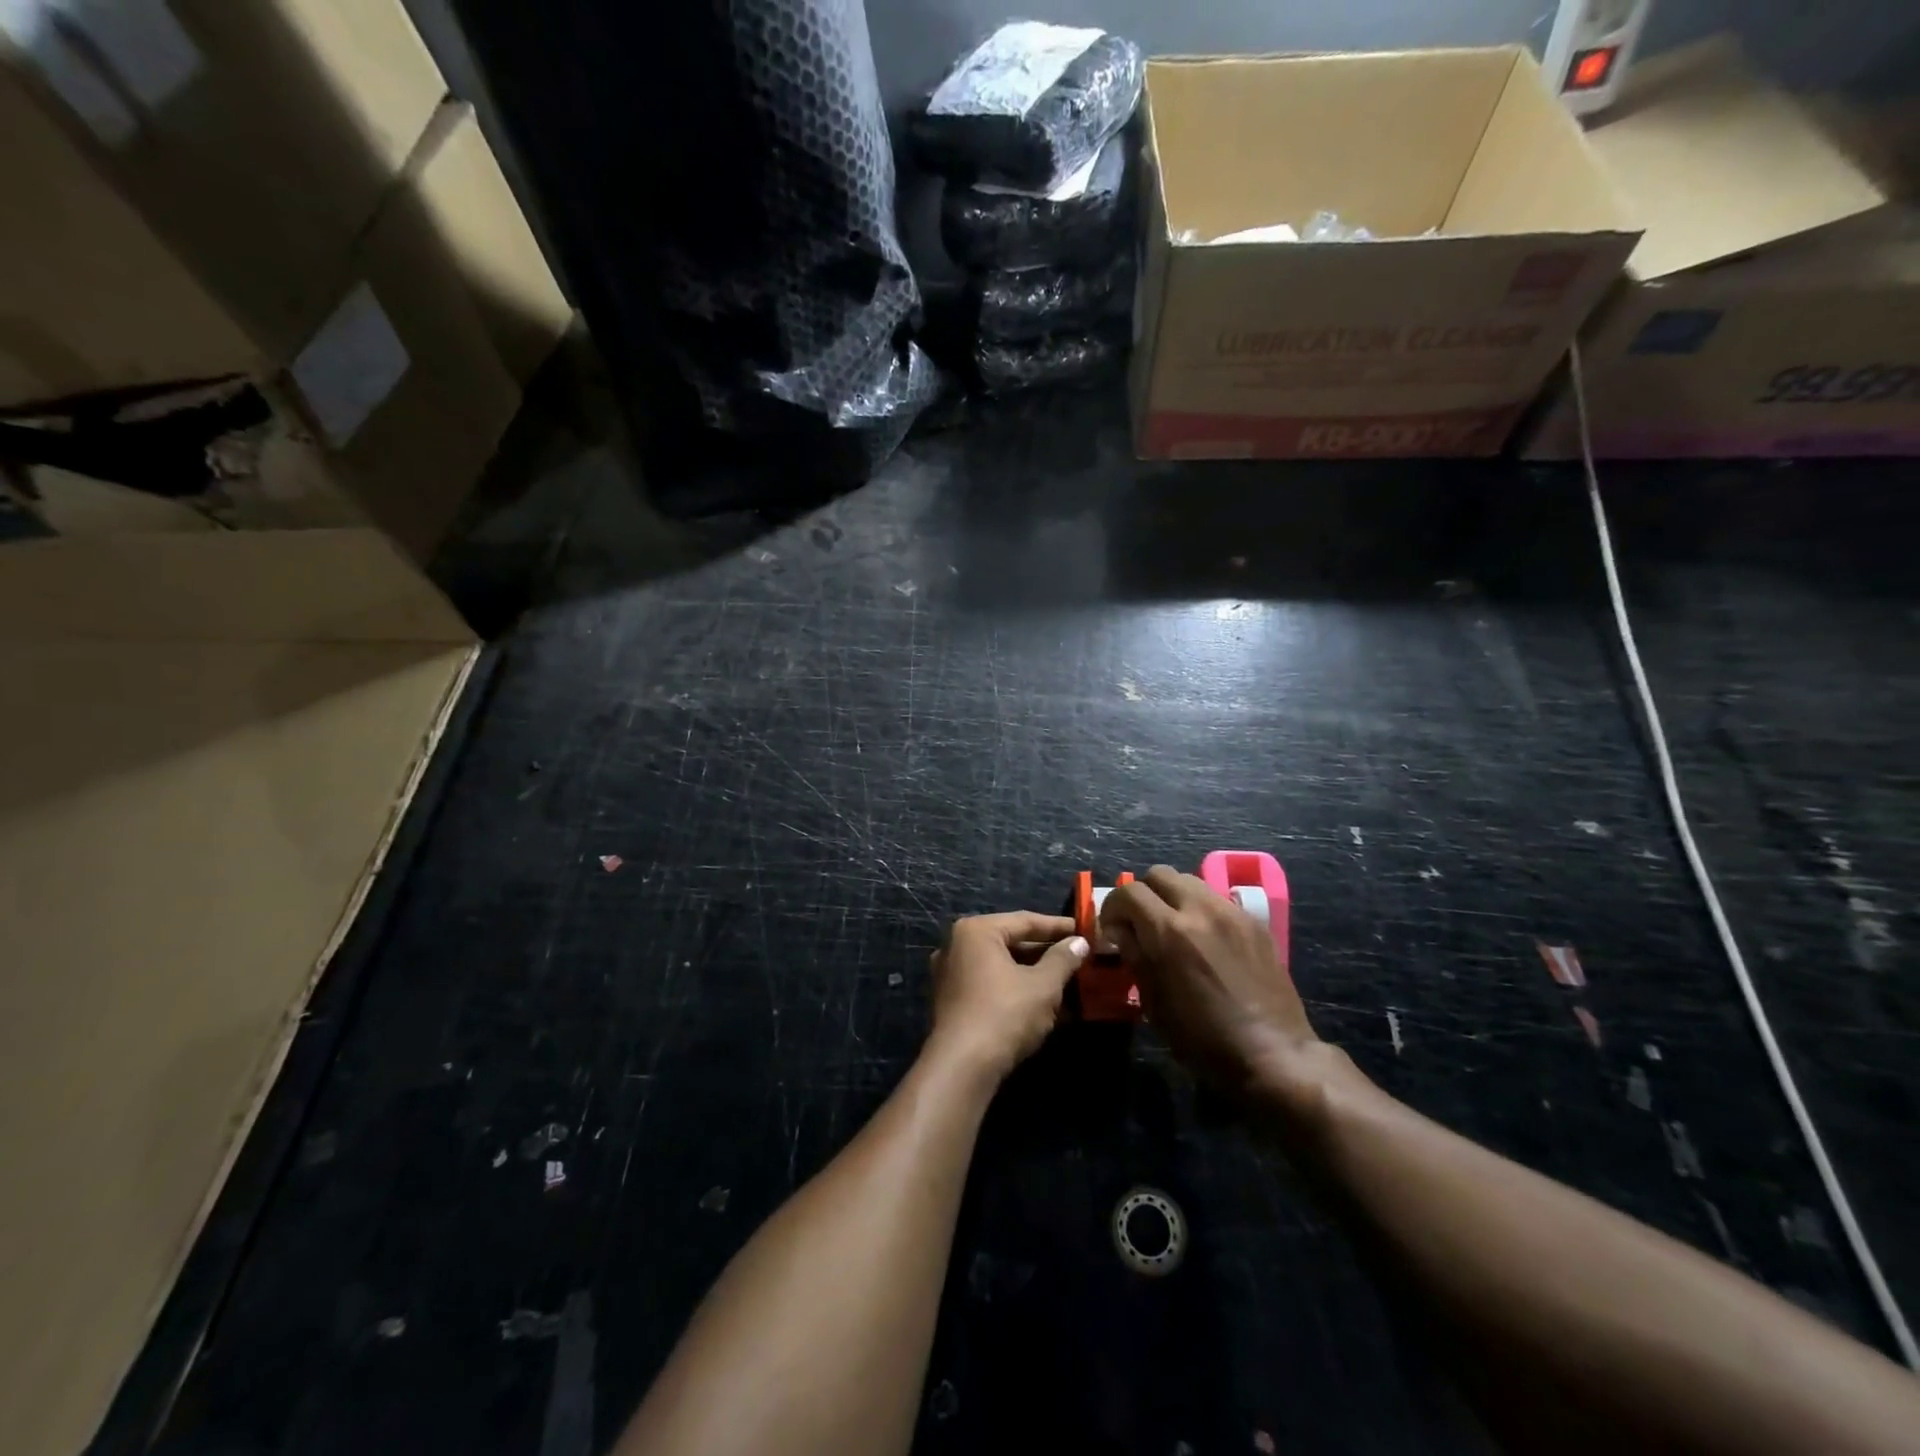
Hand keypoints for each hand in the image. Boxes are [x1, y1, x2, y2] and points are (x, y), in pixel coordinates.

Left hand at [928, 912, 1088, 1080]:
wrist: (963, 1067)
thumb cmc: (1005, 1014)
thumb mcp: (1043, 985)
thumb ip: (1063, 959)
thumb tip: (1079, 942)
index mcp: (977, 930)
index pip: (1025, 921)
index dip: (1059, 926)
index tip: (1085, 930)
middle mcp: (958, 945)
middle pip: (1011, 942)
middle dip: (1047, 953)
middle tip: (1079, 957)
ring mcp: (952, 974)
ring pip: (1003, 966)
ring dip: (1035, 974)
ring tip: (1068, 981)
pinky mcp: (953, 1001)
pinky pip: (992, 985)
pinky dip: (1017, 990)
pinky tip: (1045, 1004)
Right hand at [1100, 866, 1324, 1100]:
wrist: (1272, 1054)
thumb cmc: (1202, 1038)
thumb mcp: (1153, 1002)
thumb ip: (1134, 955)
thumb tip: (1120, 930)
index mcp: (1169, 931)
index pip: (1129, 891)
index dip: (1113, 906)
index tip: (1112, 928)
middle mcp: (1200, 909)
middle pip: (1160, 874)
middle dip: (1143, 893)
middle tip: (1141, 922)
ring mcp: (1232, 912)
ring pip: (1191, 881)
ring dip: (1174, 897)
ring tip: (1174, 927)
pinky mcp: (1255, 922)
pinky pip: (1219, 901)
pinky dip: (1202, 911)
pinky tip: (1206, 941)